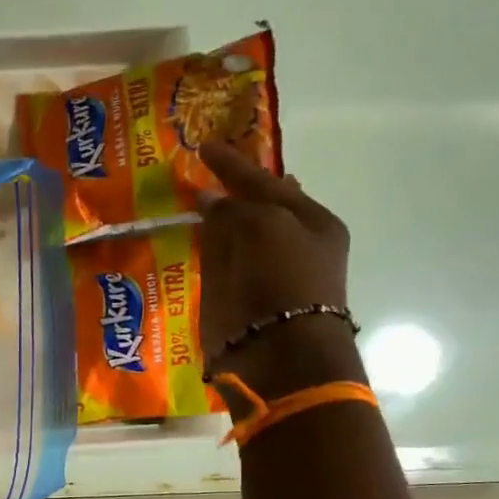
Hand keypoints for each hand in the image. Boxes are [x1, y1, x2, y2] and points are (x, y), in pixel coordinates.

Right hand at [197, 142, 361, 399]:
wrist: (277, 351)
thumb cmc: (283, 280)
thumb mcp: (265, 226)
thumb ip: (235, 207)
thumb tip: (208, 200)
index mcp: (311, 222)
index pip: (268, 182)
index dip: (235, 164)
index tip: (205, 147)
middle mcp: (288, 244)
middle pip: (253, 208)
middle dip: (230, 191)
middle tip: (201, 171)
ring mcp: (259, 273)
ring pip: (232, 236)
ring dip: (214, 220)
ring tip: (188, 199)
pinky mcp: (234, 298)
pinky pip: (214, 264)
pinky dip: (201, 250)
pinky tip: (187, 237)